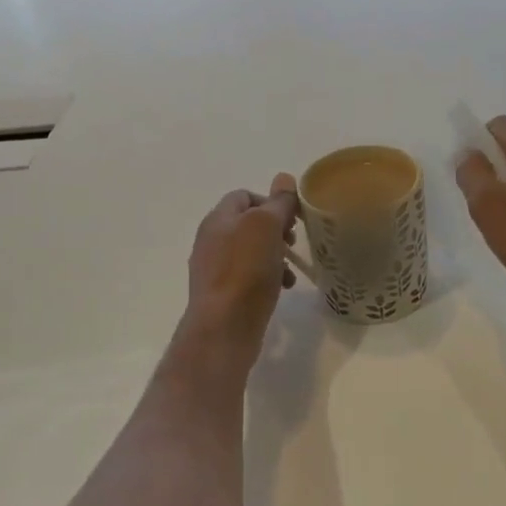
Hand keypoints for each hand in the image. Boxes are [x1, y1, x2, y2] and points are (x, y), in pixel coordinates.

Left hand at [181, 174, 299, 360]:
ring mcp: (215, 269)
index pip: (244, 196)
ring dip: (276, 256)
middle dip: (276, 230)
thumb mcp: (265, 227)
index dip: (270, 201)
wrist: (224, 327)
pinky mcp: (224, 294)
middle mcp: (212, 240)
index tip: (292, 218)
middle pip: (249, 224)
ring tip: (291, 271)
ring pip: (252, 251)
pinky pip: (249, 276)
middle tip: (293, 242)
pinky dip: (268, 277)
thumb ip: (277, 203)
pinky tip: (282, 289)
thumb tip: (284, 178)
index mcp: (218, 219)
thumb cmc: (245, 271)